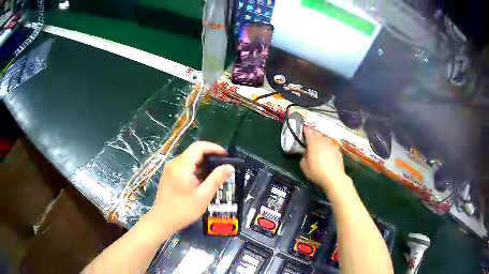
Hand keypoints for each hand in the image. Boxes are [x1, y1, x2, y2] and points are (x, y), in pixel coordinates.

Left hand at [148, 141, 234, 234]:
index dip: (214, 148)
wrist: (162, 221)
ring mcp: (170, 169)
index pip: (199, 147)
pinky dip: (195, 169)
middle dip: (210, 157)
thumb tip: (230, 167)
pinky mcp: (169, 175)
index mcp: (182, 165)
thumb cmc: (183, 210)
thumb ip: (217, 179)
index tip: (226, 156)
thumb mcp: (203, 196)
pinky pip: (184, 166)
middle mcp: (174, 163)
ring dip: (203, 164)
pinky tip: (202, 181)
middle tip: (223, 168)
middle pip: (194, 152)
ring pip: (189, 159)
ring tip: (215, 175)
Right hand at [300, 127, 347, 189]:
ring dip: (321, 139)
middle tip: (310, 137)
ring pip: (325, 138)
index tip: (303, 129)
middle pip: (317, 134)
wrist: (335, 178)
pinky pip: (331, 144)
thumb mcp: (305, 168)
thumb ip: (303, 159)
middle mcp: (323, 141)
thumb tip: (305, 155)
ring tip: (319, 144)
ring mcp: (332, 145)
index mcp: (313, 144)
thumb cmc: (318, 173)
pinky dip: (328, 145)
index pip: (309, 132)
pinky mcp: (338, 150)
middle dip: (313, 134)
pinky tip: (327, 151)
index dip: (305, 130)